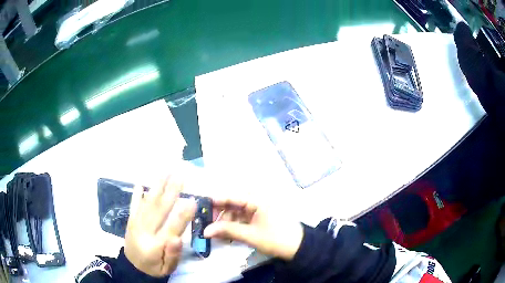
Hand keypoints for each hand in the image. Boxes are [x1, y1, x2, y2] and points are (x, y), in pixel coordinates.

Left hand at [124, 176, 196, 276]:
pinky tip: (141, 183)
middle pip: (159, 210)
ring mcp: (135, 223)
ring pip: (147, 203)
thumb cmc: (154, 268)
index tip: (193, 200)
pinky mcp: (130, 220)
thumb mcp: (167, 268)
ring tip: (165, 172)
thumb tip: (177, 239)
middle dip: (170, 192)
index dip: (183, 215)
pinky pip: (133, 204)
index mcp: (155, 245)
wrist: (132, 267)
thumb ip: (172, 255)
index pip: (171, 228)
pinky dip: (137, 194)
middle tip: (180, 176)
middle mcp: (144, 231)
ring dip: (156, 187)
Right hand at [203, 198, 302, 259]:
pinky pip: (242, 218)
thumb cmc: (276, 239)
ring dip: (226, 221)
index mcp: (258, 199)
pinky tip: (226, 234)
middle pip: (233, 203)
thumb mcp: (250, 235)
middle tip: (207, 224)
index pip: (232, 196)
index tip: (200, 207)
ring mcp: (258, 209)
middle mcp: (257, 200)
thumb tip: (205, 231)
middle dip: (219, 213)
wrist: (298, 248)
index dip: (216, 201)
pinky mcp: (259, 217)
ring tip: (216, 233)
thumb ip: (227, 231)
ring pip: (236, 211)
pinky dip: (233, 225)